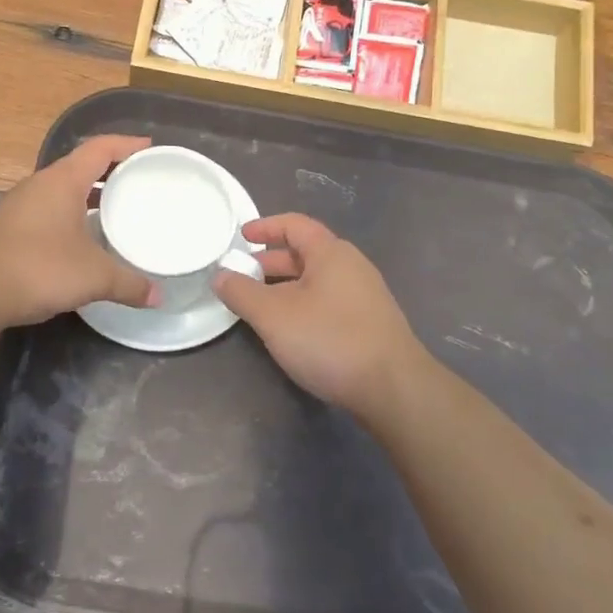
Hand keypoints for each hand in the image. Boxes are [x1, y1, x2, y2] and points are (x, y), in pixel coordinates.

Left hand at [0, 136, 157, 327]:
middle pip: (81, 167)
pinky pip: (48, 212)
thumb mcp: (93, 277)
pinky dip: (70, 217)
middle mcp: (40, 185)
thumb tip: (158, 297)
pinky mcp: (8, 229)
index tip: (150, 148)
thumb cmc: (37, 268)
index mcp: (62, 181)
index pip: (100, 148)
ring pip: (62, 191)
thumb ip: (128, 284)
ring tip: (115, 211)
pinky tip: (81, 241)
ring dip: (88, 197)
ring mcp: (20, 206)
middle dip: (110, 172)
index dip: (127, 144)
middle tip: (139, 182)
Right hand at [216, 214, 423, 416]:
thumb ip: (241, 292)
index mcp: (331, 253)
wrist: (393, 388)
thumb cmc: (330, 340)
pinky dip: (303, 303)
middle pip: (305, 252)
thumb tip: (220, 275)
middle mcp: (352, 266)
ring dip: (285, 286)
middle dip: (271, 261)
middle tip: (242, 275)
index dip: (265, 226)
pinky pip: (328, 300)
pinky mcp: (370, 323)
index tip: (240, 236)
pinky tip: (291, 329)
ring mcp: (365, 295)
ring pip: (316, 280)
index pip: (294, 225)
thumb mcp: (273, 316)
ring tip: (260, 304)